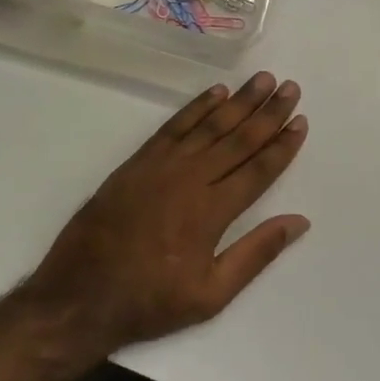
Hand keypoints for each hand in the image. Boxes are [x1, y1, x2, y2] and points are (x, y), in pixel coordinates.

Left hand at [23, 73, 309, 349]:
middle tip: (290, 87)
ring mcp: (162, 166)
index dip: (282, 145)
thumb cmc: (150, 301)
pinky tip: (215, 93)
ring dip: (238, 101)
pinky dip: (195, 107)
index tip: (301, 121)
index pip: (258, 169)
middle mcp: (191, 179)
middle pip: (238, 139)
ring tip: (261, 80)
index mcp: (212, 212)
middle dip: (268, 113)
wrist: (78, 295)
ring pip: (209, 125)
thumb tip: (299, 221)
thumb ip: (256, 254)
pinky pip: (173, 126)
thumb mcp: (211, 295)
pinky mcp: (138, 162)